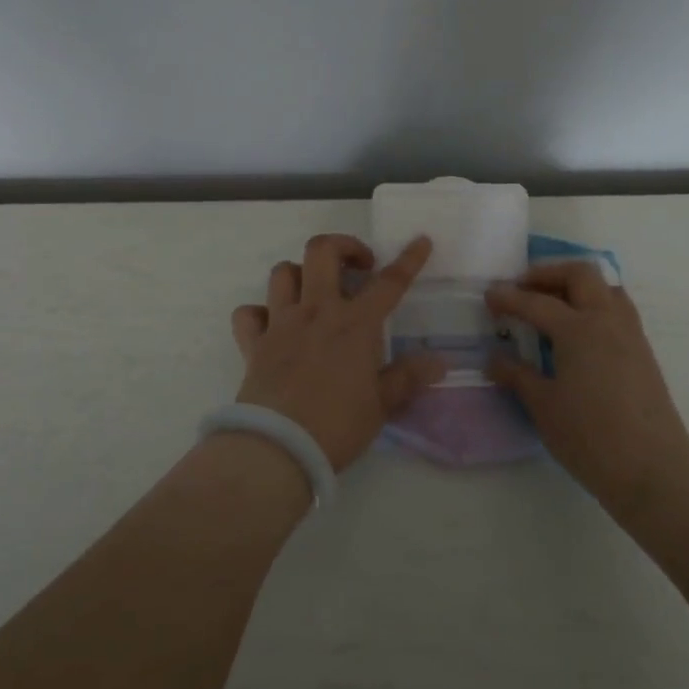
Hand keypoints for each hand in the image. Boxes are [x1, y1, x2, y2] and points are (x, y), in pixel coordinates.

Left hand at [229, 234, 446, 471]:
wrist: (278, 448)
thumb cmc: (337, 426)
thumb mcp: (381, 405)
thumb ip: (408, 378)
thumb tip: (440, 362)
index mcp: (355, 324)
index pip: (389, 283)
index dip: (408, 259)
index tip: (420, 240)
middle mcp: (316, 311)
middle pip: (322, 252)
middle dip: (343, 246)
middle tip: (358, 266)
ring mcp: (281, 323)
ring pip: (282, 272)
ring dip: (300, 274)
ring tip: (314, 292)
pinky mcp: (254, 343)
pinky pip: (248, 313)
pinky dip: (259, 313)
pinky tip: (271, 326)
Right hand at [485, 262, 688, 516]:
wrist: (654, 472)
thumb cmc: (591, 438)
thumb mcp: (544, 407)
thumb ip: (517, 375)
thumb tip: (494, 358)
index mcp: (579, 329)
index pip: (536, 302)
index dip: (508, 297)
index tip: (488, 296)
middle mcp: (607, 320)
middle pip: (579, 275)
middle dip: (547, 274)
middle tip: (522, 289)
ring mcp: (631, 334)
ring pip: (605, 287)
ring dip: (576, 286)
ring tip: (552, 304)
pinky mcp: (643, 352)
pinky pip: (618, 309)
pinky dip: (594, 304)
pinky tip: (579, 331)